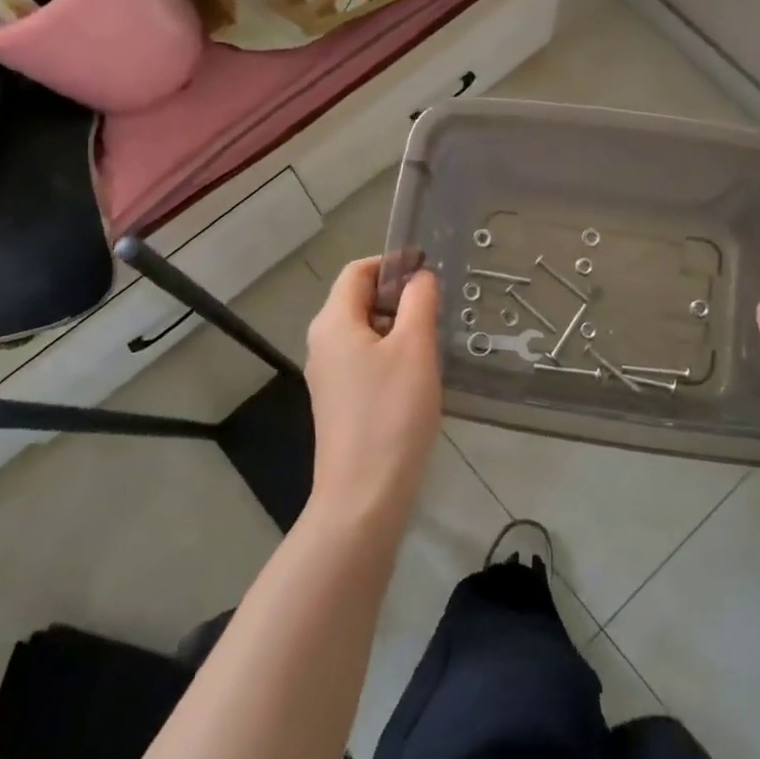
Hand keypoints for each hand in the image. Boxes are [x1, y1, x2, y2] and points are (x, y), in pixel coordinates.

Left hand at [304, 257, 443, 532]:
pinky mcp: (338, 401)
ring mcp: (328, 375)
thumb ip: (419, 302)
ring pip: (364, 331)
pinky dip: (390, 353)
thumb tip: (420, 277)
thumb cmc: (391, 413)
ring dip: (397, 326)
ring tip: (432, 338)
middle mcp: (322, 343)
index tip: (428, 267)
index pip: (357, 271)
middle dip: (398, 295)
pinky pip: (364, 359)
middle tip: (437, 306)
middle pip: (359, 300)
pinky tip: (417, 374)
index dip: (392, 262)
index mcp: (332, 322)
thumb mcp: (414, 348)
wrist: (364, 496)